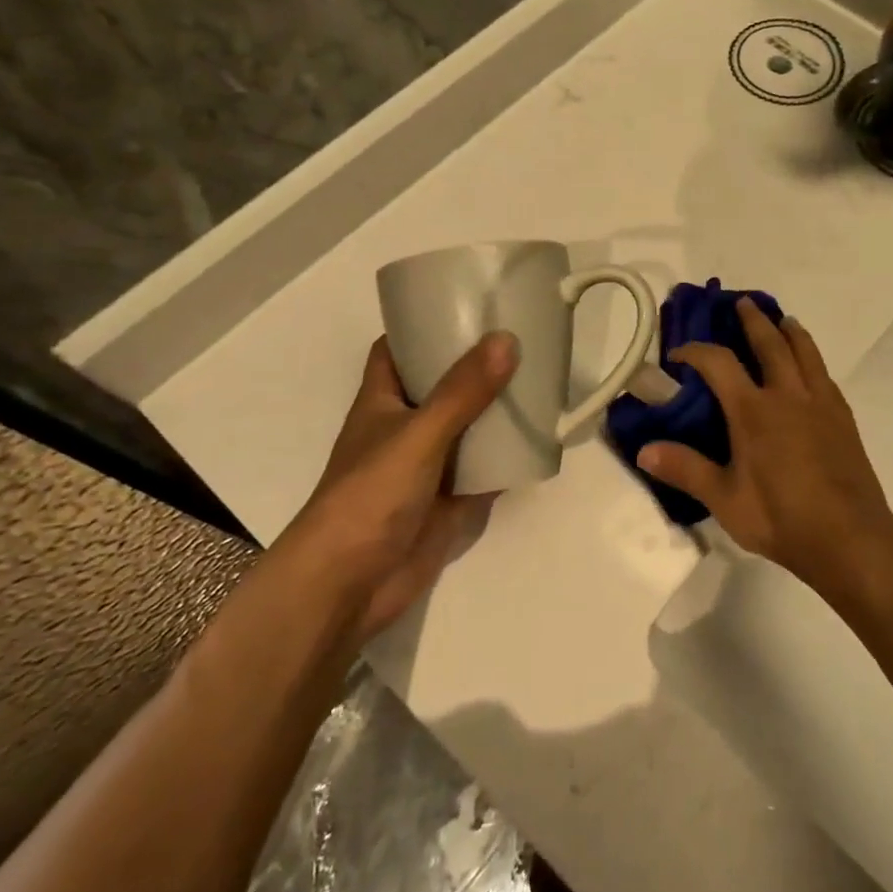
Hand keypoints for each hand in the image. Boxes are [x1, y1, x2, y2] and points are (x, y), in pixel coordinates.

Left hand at [285, 332, 518, 639]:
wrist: (351, 584)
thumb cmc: (370, 495)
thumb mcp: (418, 435)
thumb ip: (462, 392)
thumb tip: (507, 339)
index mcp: (382, 401)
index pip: (396, 350)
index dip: (422, 326)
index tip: (464, 306)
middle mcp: (404, 428)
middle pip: (440, 386)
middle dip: (474, 366)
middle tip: (520, 339)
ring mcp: (427, 467)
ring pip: (466, 428)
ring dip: (496, 411)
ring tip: (539, 379)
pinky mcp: (448, 501)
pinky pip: (484, 470)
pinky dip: (508, 458)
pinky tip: (541, 440)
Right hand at [638, 300, 892, 577]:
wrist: (850, 538)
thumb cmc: (781, 519)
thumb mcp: (725, 500)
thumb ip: (685, 470)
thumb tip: (643, 450)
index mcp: (754, 411)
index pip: (719, 363)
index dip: (695, 351)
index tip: (678, 354)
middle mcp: (788, 396)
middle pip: (770, 343)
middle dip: (753, 321)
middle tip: (742, 303)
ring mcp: (820, 404)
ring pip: (806, 352)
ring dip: (790, 331)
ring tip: (783, 320)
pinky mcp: (843, 418)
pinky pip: (824, 375)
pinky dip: (812, 359)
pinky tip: (811, 368)